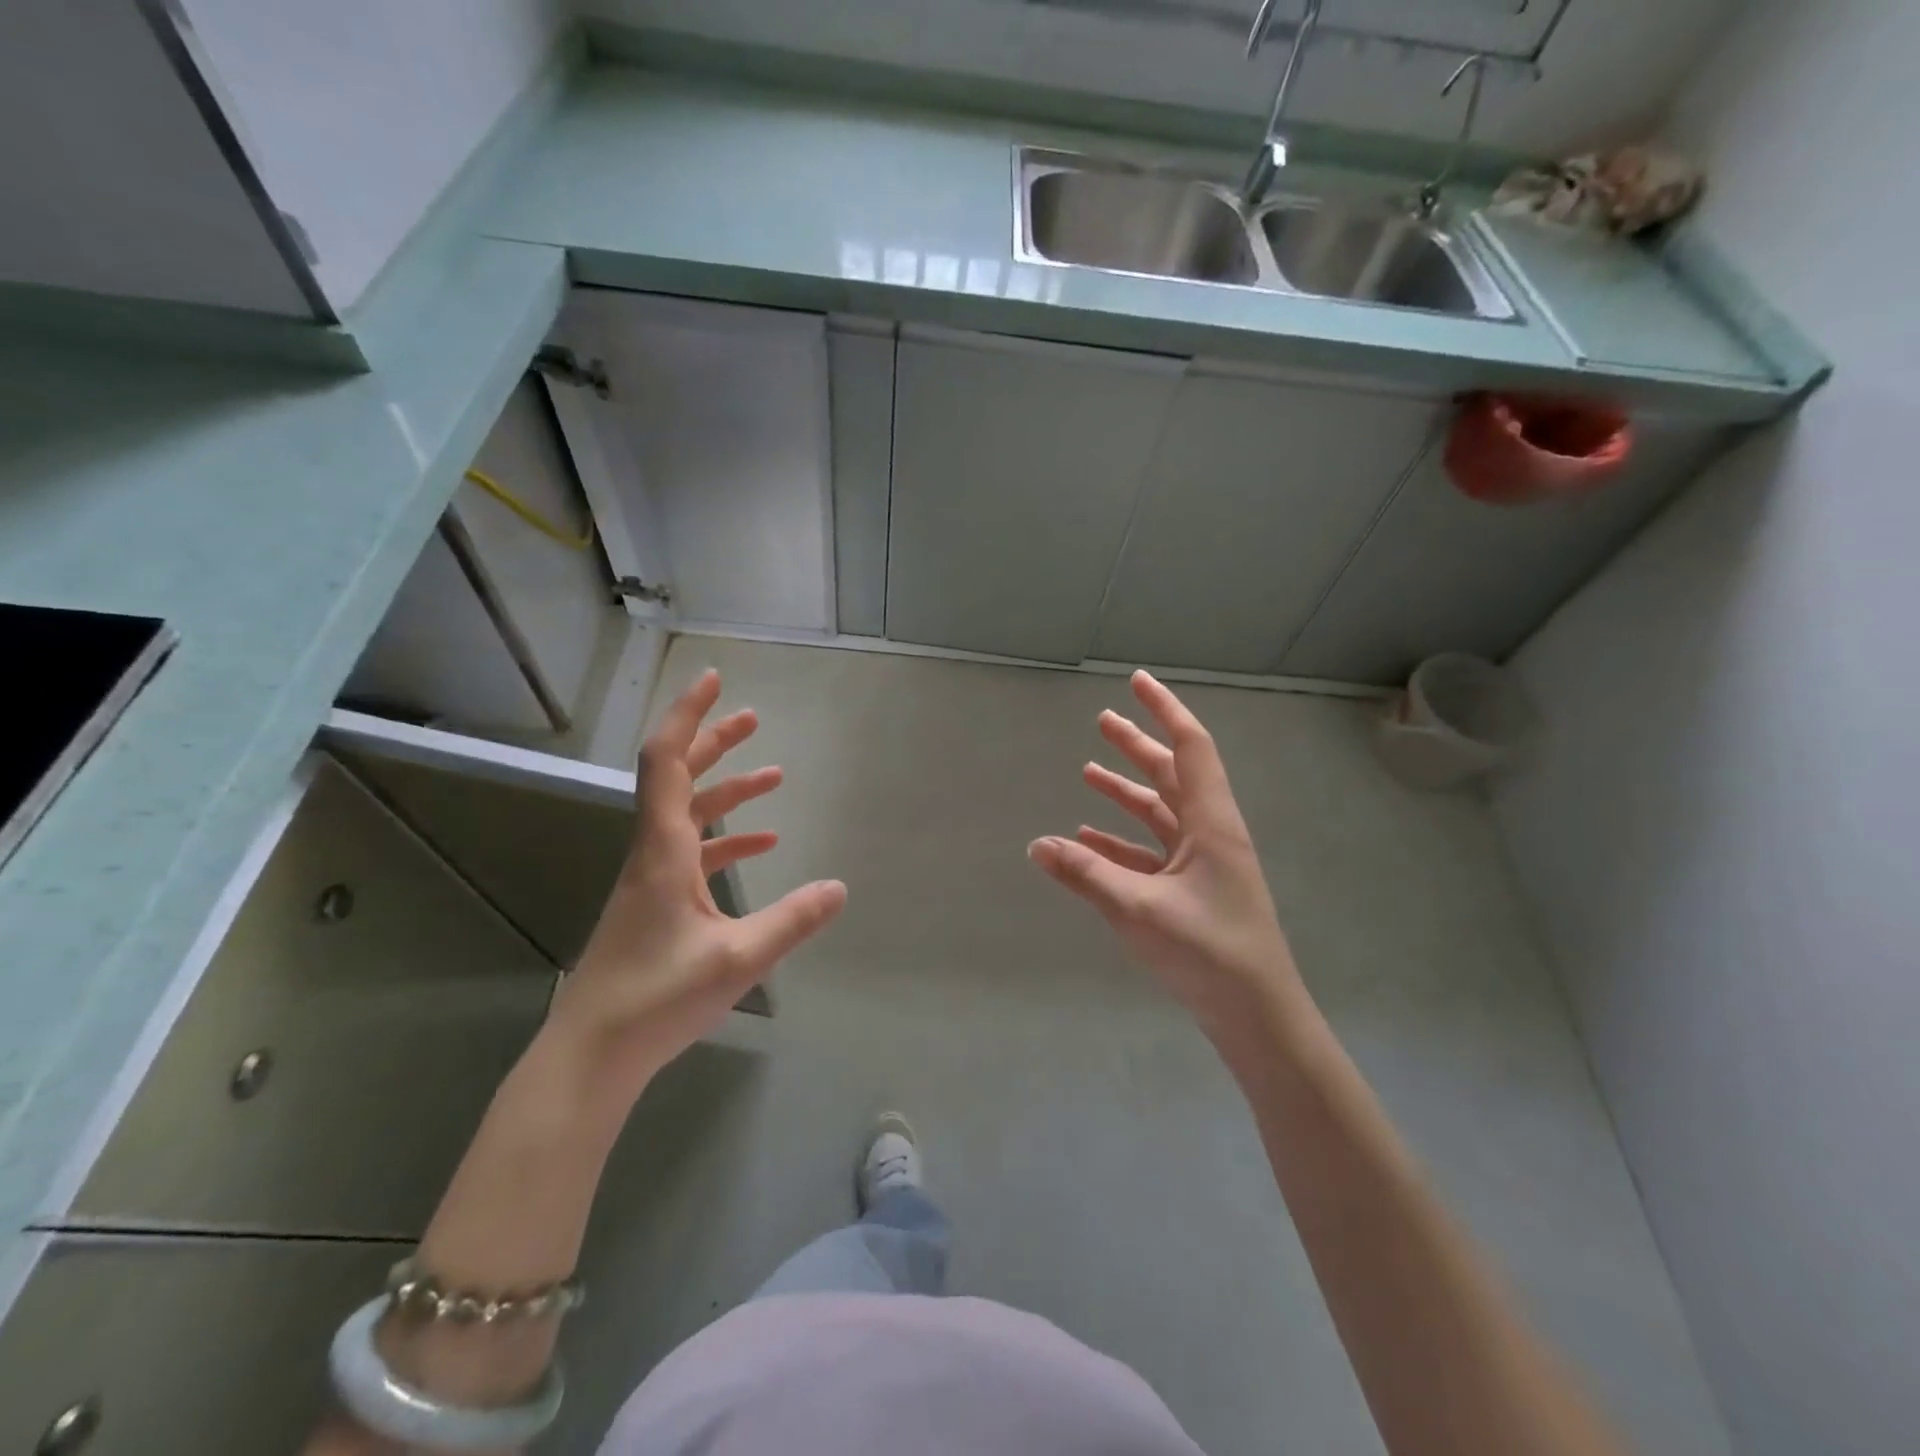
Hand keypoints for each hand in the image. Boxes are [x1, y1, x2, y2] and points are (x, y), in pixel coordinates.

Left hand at [548, 670, 846, 1097]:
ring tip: (774, 775)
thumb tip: (840, 887)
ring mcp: (653, 879)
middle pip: (678, 778)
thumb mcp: (738, 959)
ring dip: (727, 790)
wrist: (592, 1054)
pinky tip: (763, 846)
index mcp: (663, 851)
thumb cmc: (657, 998)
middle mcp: (654, 853)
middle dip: (714, 742)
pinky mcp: (658, 904)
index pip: (667, 762)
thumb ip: (792, 920)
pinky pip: (695, 854)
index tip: (714, 681)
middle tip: (752, 717)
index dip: (689, 715)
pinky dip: (728, 840)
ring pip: (689, 815)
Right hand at [1028, 671, 1303, 1046]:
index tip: (1137, 681)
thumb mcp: (1138, 909)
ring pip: (1160, 812)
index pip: (1190, 747)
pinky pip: (1151, 852)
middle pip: (1172, 774)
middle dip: (1138, 745)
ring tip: (1088, 772)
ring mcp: (1202, 864)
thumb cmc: (1208, 953)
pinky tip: (1088, 838)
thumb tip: (1036, 844)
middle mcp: (1209, 833)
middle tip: (1102, 720)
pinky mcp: (1191, 891)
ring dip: (1126, 791)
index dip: (1164, 710)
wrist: (1257, 1017)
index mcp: (1211, 823)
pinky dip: (1122, 840)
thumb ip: (1086, 874)